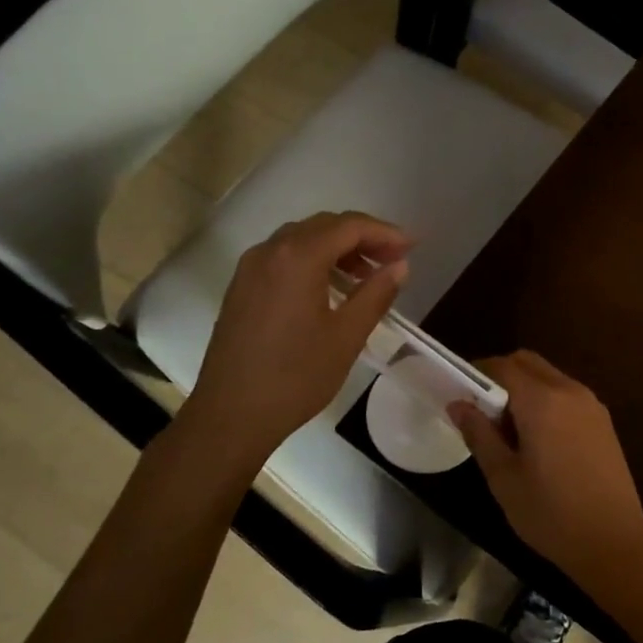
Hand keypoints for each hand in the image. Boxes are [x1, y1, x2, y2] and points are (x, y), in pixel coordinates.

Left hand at [182, 212, 409, 470]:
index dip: (385, 233)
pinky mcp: (242, 288)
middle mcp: (270, 251)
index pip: (349, 226)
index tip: (412, 246)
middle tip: (394, 260)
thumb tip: (399, 266)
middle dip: (363, 237)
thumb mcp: (347, 336)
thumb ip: (376, 294)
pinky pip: (284, 258)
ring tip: (367, 276)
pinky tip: (331, 289)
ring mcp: (250, 269)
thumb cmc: (295, 376)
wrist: (230, 415)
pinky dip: (314, 261)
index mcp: (298, 257)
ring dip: (338, 248)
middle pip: (324, 226)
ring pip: (302, 240)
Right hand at [448, 351, 642, 592]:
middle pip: (528, 363)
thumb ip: (479, 434)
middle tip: (481, 409)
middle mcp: (569, 390)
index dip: (477, 372)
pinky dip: (546, 400)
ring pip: (549, 376)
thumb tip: (457, 404)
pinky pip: (566, 394)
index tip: (459, 392)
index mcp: (542, 400)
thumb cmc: (550, 513)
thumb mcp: (504, 477)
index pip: (502, 366)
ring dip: (524, 387)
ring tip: (507, 428)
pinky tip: (537, 438)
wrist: (614, 542)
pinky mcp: (603, 420)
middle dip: (501, 375)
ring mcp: (591, 404)